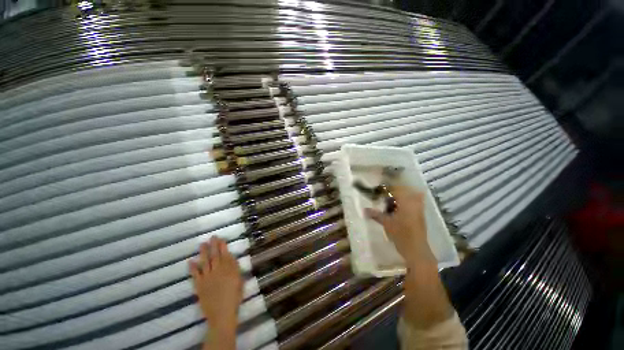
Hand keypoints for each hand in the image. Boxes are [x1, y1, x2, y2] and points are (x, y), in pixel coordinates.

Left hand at [189, 236, 241, 349]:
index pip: (225, 254)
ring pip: (205, 262)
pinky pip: (195, 274)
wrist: (222, 313)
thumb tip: (231, 258)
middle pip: (215, 255)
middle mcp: (217, 271)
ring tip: (202, 244)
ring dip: (203, 252)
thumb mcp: (239, 281)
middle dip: (214, 245)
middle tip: (212, 237)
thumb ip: (235, 269)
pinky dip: (192, 268)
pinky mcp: (199, 285)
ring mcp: (207, 277)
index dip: (223, 246)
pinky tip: (190, 261)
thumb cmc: (234, 297)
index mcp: (228, 269)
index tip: (221, 239)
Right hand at [365, 186, 435, 264]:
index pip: (397, 189)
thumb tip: (363, 209)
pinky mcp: (420, 215)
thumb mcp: (386, 223)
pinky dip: (404, 203)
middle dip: (394, 191)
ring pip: (410, 197)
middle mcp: (414, 203)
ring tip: (389, 202)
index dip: (388, 187)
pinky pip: (413, 203)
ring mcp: (419, 209)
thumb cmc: (401, 234)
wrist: (416, 250)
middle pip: (405, 190)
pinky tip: (396, 209)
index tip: (379, 188)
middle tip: (383, 195)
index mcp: (407, 203)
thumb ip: (375, 214)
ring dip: (399, 197)